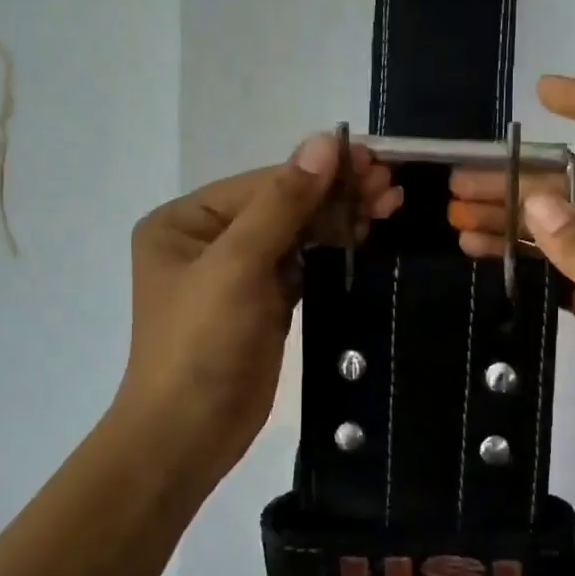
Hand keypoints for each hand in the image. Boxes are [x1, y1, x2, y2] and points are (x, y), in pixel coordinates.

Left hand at [115, 134, 401, 497]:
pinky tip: (364, 235)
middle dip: (334, 194)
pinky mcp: (262, 304)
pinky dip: (331, 250)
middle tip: (390, 186)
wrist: (188, 435)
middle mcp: (207, 240)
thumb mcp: (236, 266)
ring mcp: (236, 273)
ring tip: (388, 204)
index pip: (263, 184)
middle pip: (281, 205)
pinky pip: (300, 265)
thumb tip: (325, 140)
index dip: (318, 172)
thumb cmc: (201, 345)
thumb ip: (282, 204)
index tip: (373, 162)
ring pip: (295, 234)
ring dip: (338, 219)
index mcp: (185, 221)